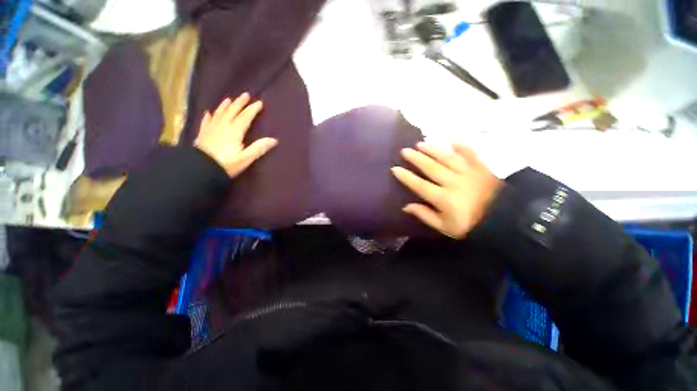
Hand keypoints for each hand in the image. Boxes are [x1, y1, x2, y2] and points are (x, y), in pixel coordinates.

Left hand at [195, 93, 277, 177]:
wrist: (200, 169)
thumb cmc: (226, 165)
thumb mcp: (245, 158)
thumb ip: (259, 148)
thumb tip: (274, 140)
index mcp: (234, 132)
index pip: (245, 117)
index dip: (252, 110)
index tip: (259, 103)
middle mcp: (222, 126)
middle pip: (231, 111)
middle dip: (239, 103)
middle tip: (245, 95)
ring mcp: (211, 129)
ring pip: (219, 113)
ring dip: (225, 106)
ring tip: (229, 99)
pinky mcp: (203, 134)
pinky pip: (206, 121)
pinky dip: (209, 116)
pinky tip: (208, 112)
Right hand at [391, 143, 501, 238]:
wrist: (504, 221)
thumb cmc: (470, 225)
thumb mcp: (445, 227)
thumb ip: (425, 215)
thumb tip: (406, 206)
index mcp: (444, 199)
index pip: (420, 185)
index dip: (406, 177)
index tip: (395, 168)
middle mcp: (454, 182)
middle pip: (431, 167)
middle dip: (416, 158)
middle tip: (405, 150)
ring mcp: (469, 173)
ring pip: (447, 158)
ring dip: (433, 150)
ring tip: (421, 143)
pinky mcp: (481, 168)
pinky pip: (471, 154)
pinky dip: (462, 147)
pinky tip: (453, 140)